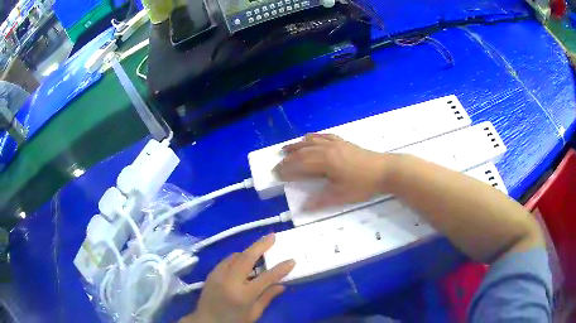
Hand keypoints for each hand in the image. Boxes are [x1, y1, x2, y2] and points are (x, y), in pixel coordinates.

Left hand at [181, 234, 294, 322]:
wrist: (206, 322)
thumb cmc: (234, 321)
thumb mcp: (254, 313)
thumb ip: (267, 297)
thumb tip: (282, 285)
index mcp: (243, 295)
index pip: (266, 278)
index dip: (280, 268)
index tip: (291, 260)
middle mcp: (229, 281)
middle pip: (247, 258)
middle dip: (261, 245)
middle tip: (272, 236)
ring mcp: (218, 276)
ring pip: (235, 256)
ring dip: (248, 252)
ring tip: (260, 250)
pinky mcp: (211, 274)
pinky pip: (226, 261)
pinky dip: (237, 259)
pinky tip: (243, 263)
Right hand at [274, 134, 396, 209]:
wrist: (385, 170)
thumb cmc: (363, 184)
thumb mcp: (341, 196)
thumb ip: (320, 201)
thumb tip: (303, 208)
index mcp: (325, 161)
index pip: (300, 165)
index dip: (287, 170)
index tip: (276, 175)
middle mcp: (327, 148)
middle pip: (302, 152)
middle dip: (288, 159)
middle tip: (277, 166)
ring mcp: (335, 143)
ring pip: (311, 142)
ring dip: (296, 146)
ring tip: (285, 149)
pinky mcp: (343, 142)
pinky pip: (323, 136)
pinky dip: (313, 137)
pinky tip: (309, 138)